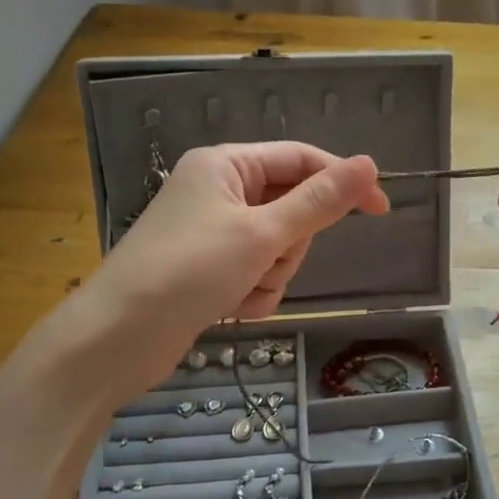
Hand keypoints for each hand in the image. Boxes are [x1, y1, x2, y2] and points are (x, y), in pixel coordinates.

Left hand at [76, 142, 388, 402]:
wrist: (118, 338)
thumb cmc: (188, 271)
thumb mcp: (262, 233)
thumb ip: (319, 202)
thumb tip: (369, 164)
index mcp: (225, 165)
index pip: (300, 160)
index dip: (342, 181)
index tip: (381, 209)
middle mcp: (219, 192)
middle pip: (290, 209)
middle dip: (288, 245)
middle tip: (265, 261)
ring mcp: (213, 233)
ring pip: (277, 248)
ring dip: (270, 275)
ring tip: (239, 290)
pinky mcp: (209, 269)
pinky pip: (256, 274)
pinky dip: (252, 293)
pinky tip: (227, 308)